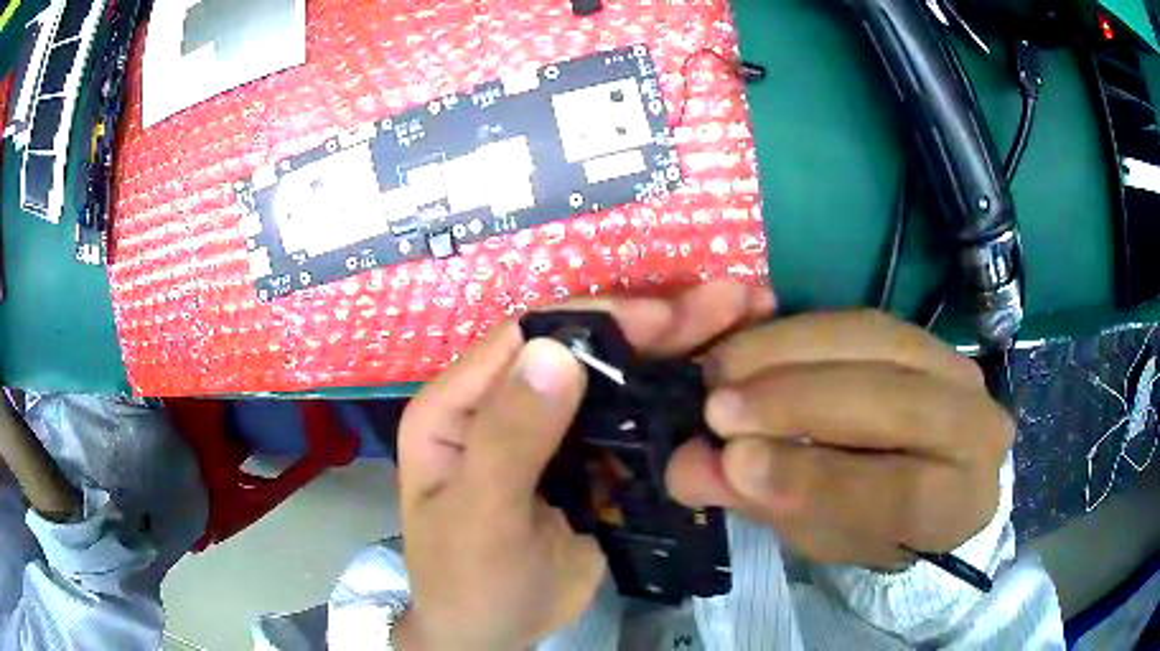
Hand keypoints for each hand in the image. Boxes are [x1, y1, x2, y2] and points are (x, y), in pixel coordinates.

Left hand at [395, 281, 773, 649]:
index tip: (670, 317)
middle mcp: (504, 403)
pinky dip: (676, 404)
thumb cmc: (468, 583)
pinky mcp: (586, 463)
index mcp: (459, 403)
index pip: (531, 336)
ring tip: (745, 323)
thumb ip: (509, 439)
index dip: (600, 319)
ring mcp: (551, 433)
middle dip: (659, 324)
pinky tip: (723, 385)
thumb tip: (554, 352)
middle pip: (585, 348)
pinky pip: (634, 424)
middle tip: (734, 299)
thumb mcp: (480, 518)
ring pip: (617, 380)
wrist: (491, 636)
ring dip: (678, 355)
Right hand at [666, 310, 1014, 568]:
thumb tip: (689, 467)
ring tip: (722, 370)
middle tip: (716, 408)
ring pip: (875, 343)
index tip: (735, 461)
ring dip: (789, 352)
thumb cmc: (876, 524)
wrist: (926, 475)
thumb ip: (768, 501)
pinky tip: (752, 346)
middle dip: (798, 401)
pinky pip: (860, 319)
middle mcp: (976, 425)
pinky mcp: (923, 334)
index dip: (816, 477)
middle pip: (893, 401)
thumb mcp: (824, 535)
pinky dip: (798, 330)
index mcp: (960, 502)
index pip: (900, 491)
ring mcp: (954, 367)